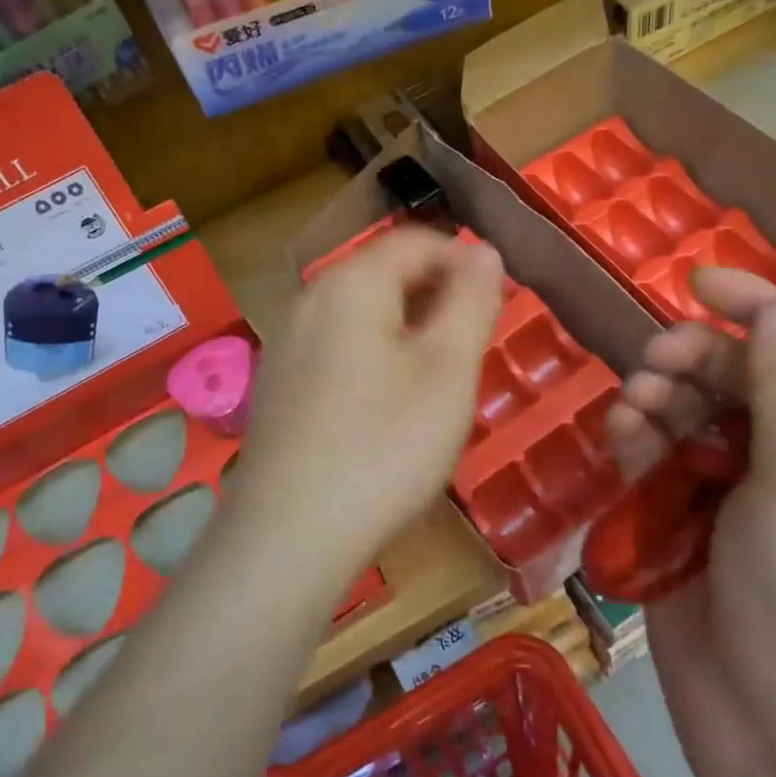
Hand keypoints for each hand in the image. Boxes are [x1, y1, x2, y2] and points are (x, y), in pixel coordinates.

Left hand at [228, 226, 502, 581]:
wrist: (288, 535)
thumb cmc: (383, 445)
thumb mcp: (448, 370)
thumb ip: (471, 300)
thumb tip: (484, 251)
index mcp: (351, 282)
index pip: (416, 241)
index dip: (464, 259)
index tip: (498, 300)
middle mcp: (310, 299)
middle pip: (384, 274)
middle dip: (436, 296)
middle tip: (473, 345)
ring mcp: (286, 342)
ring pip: (361, 313)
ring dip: (407, 328)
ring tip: (438, 378)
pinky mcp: (277, 383)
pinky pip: (336, 347)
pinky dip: (373, 356)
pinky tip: (386, 407)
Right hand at [605, 269, 775, 776]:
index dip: (760, 308)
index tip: (697, 281)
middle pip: (743, 381)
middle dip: (697, 361)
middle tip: (655, 361)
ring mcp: (741, 497)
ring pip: (693, 418)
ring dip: (661, 401)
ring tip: (634, 409)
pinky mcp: (689, 526)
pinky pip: (661, 463)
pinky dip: (640, 443)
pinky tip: (621, 440)